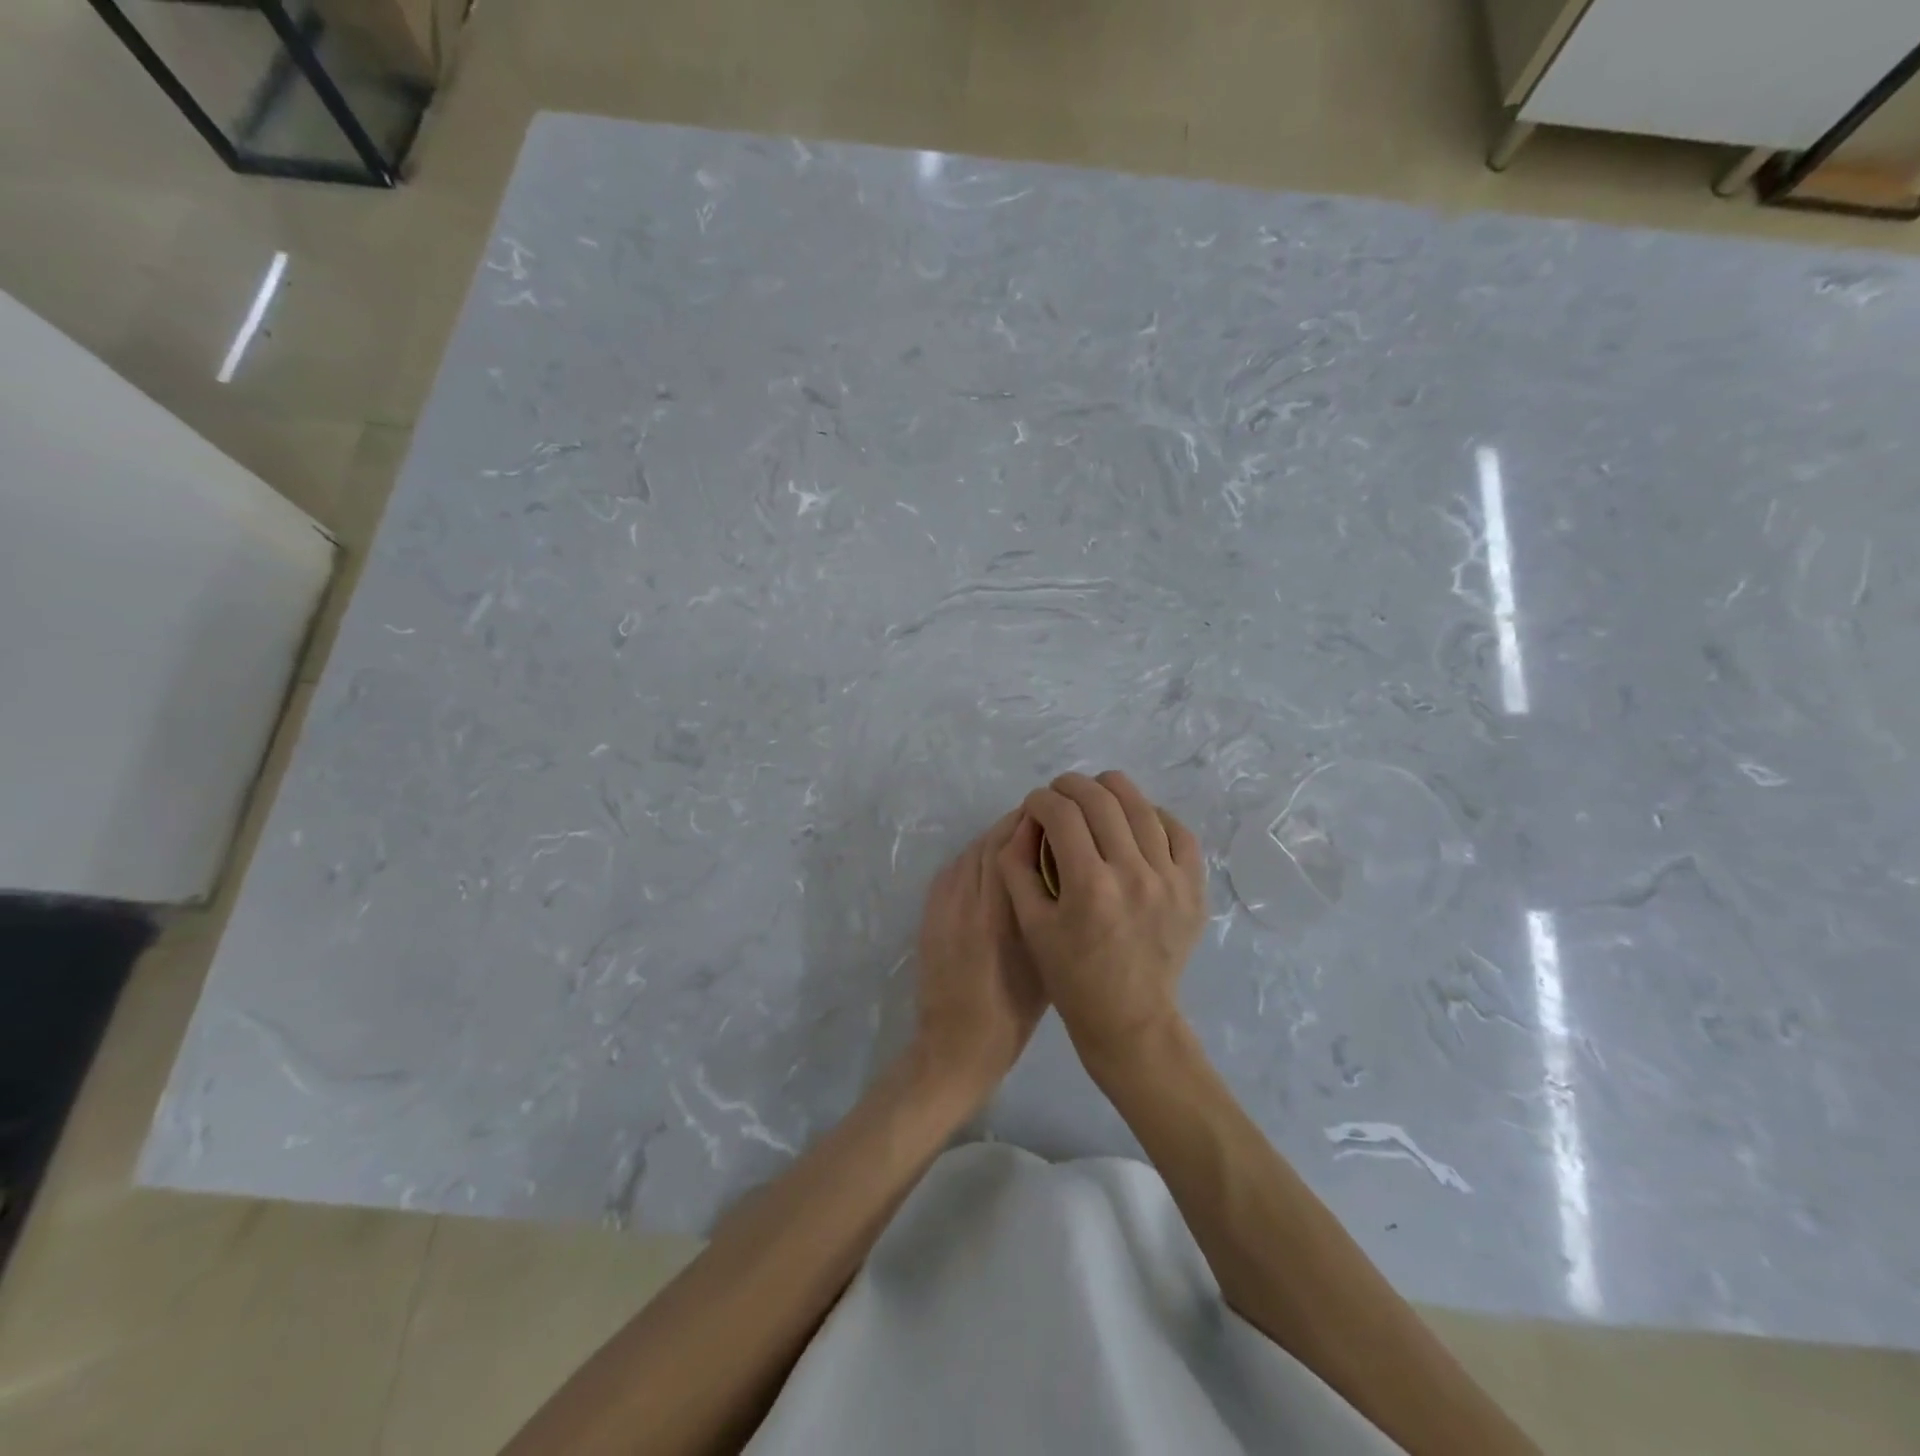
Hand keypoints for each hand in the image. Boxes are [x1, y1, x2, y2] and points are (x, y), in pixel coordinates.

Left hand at [913, 812, 1046, 1102]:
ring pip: (971, 854)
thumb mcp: (1042, 966)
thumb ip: (1046, 916)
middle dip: (1015, 824)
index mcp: (998, 916)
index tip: (1055, 813)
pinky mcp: (929, 913)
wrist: (953, 1046)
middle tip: (1043, 817)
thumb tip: (1059, 875)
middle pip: (989, 844)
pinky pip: (954, 870)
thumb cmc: (1011, 1016)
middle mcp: (967, 902)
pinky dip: (975, 857)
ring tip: (1022, 835)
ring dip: (995, 838)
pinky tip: (992, 861)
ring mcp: (942, 906)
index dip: (1031, 824)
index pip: (1011, 849)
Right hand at [999, 771, 1205, 1068]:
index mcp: (1088, 886)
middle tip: (1059, 792)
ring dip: (1112, 790)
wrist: (1130, 1018)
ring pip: (1142, 807)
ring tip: (1095, 793)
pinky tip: (1136, 819)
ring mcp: (1170, 879)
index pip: (1061, 814)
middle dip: (1072, 785)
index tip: (1034, 804)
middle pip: (1101, 800)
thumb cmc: (1071, 975)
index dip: (1041, 800)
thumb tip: (1026, 821)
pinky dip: (1154, 815)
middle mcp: (1133, 874)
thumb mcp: (1030, 924)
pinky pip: (1179, 832)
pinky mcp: (1193, 888)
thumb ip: (1018, 866)